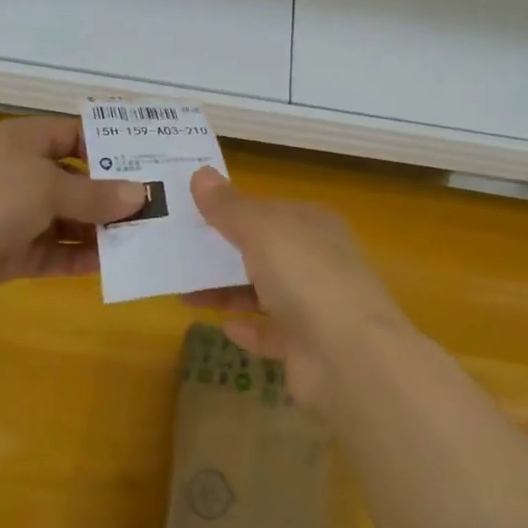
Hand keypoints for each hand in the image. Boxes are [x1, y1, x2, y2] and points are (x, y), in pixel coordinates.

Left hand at [0, 116, 146, 312]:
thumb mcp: (48, 186)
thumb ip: (96, 194)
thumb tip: (141, 195)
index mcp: (24, 141)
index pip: (74, 135)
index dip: (109, 147)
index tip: (148, 162)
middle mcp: (19, 173)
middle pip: (74, 180)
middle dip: (110, 195)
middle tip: (155, 207)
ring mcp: (11, 215)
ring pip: (65, 219)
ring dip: (98, 229)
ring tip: (142, 238)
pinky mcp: (7, 253)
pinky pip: (51, 251)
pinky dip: (77, 257)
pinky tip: (110, 264)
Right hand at [182, 168, 409, 411]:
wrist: (349, 355)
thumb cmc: (305, 275)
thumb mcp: (261, 229)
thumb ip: (228, 206)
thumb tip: (200, 172)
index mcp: (313, 224)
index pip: (268, 210)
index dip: (231, 209)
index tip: (191, 214)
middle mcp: (317, 260)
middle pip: (264, 250)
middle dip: (223, 252)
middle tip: (178, 253)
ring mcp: (316, 305)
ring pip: (263, 291)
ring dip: (227, 291)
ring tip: (184, 293)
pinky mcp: (308, 347)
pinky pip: (271, 332)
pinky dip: (248, 329)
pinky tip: (223, 327)